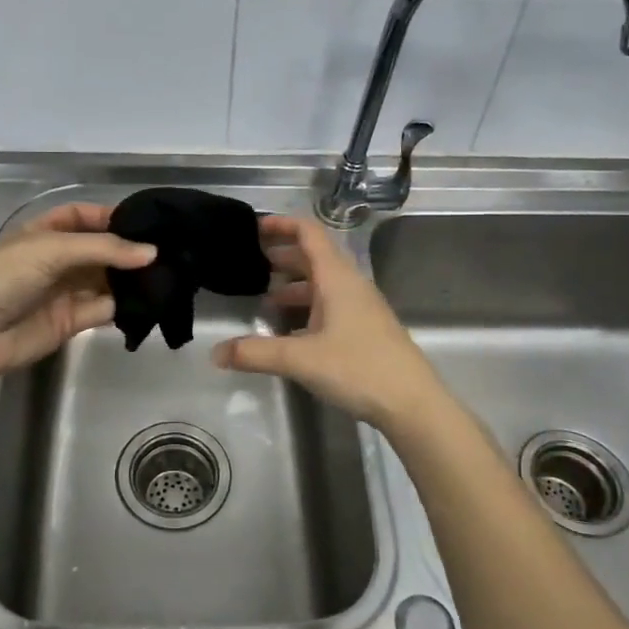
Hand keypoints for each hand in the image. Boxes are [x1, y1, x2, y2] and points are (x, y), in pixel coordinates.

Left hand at [0, 202, 154, 384]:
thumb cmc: (4, 276)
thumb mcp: (51, 249)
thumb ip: (104, 249)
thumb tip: (152, 253)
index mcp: (43, 233)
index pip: (81, 217)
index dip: (109, 216)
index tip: (145, 221)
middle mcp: (56, 260)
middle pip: (98, 250)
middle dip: (128, 250)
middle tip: (167, 250)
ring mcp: (64, 292)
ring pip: (105, 280)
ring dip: (131, 278)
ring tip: (168, 274)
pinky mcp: (72, 322)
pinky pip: (104, 308)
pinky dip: (125, 305)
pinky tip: (150, 300)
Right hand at [211, 214, 446, 432]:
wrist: (413, 403)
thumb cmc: (358, 368)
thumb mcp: (300, 359)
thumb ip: (255, 353)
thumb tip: (216, 352)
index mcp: (337, 278)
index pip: (309, 233)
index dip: (282, 225)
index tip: (254, 228)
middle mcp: (350, 285)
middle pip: (314, 257)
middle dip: (282, 256)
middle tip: (251, 263)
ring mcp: (361, 308)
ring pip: (322, 284)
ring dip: (294, 285)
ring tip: (265, 300)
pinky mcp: (365, 329)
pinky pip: (330, 305)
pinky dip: (307, 308)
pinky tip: (290, 332)